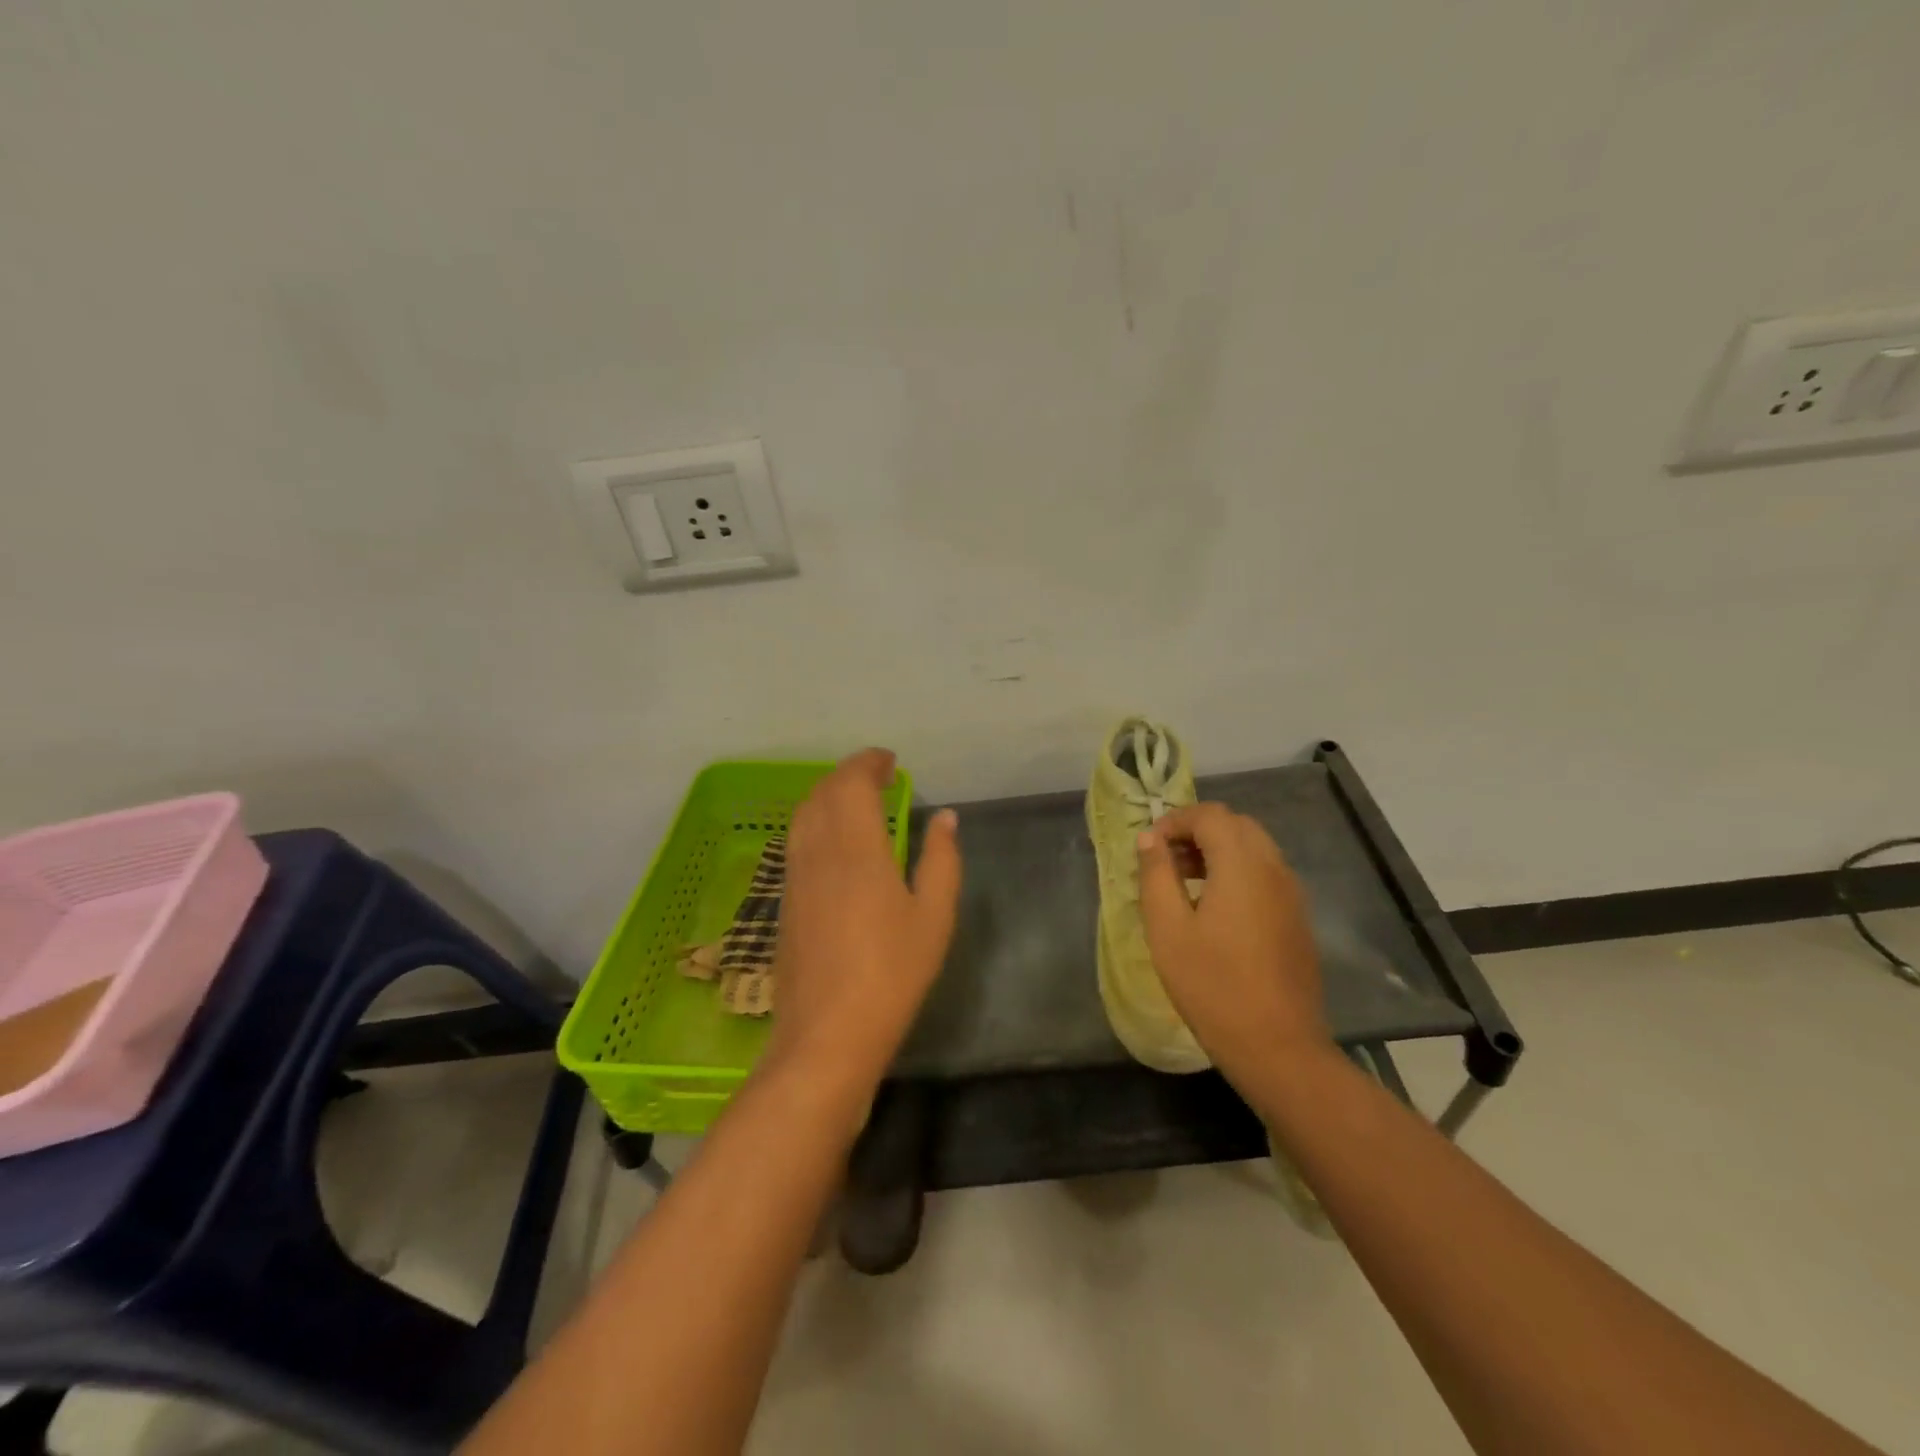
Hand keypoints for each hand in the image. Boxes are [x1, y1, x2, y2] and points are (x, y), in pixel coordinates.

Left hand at [763, 748, 961, 1101]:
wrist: (826, 1035)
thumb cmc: (891, 974)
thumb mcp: (933, 918)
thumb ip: (940, 861)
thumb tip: (946, 818)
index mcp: (856, 848)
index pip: (852, 784)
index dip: (868, 763)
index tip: (889, 761)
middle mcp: (817, 852)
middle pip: (823, 793)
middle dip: (847, 774)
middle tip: (876, 775)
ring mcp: (794, 877)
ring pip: (802, 815)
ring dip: (826, 794)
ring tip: (854, 799)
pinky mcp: (784, 901)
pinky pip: (795, 841)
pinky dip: (814, 821)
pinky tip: (832, 841)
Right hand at [1135, 803, 1328, 1083]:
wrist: (1277, 1046)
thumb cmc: (1212, 985)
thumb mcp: (1168, 929)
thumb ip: (1156, 875)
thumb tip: (1150, 838)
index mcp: (1242, 865)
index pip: (1210, 815)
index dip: (1175, 820)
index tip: (1149, 847)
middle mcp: (1273, 868)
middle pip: (1236, 825)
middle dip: (1197, 832)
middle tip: (1165, 861)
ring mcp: (1291, 894)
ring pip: (1254, 848)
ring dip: (1218, 851)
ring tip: (1184, 884)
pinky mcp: (1297, 918)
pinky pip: (1266, 874)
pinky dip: (1237, 872)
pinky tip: (1214, 909)